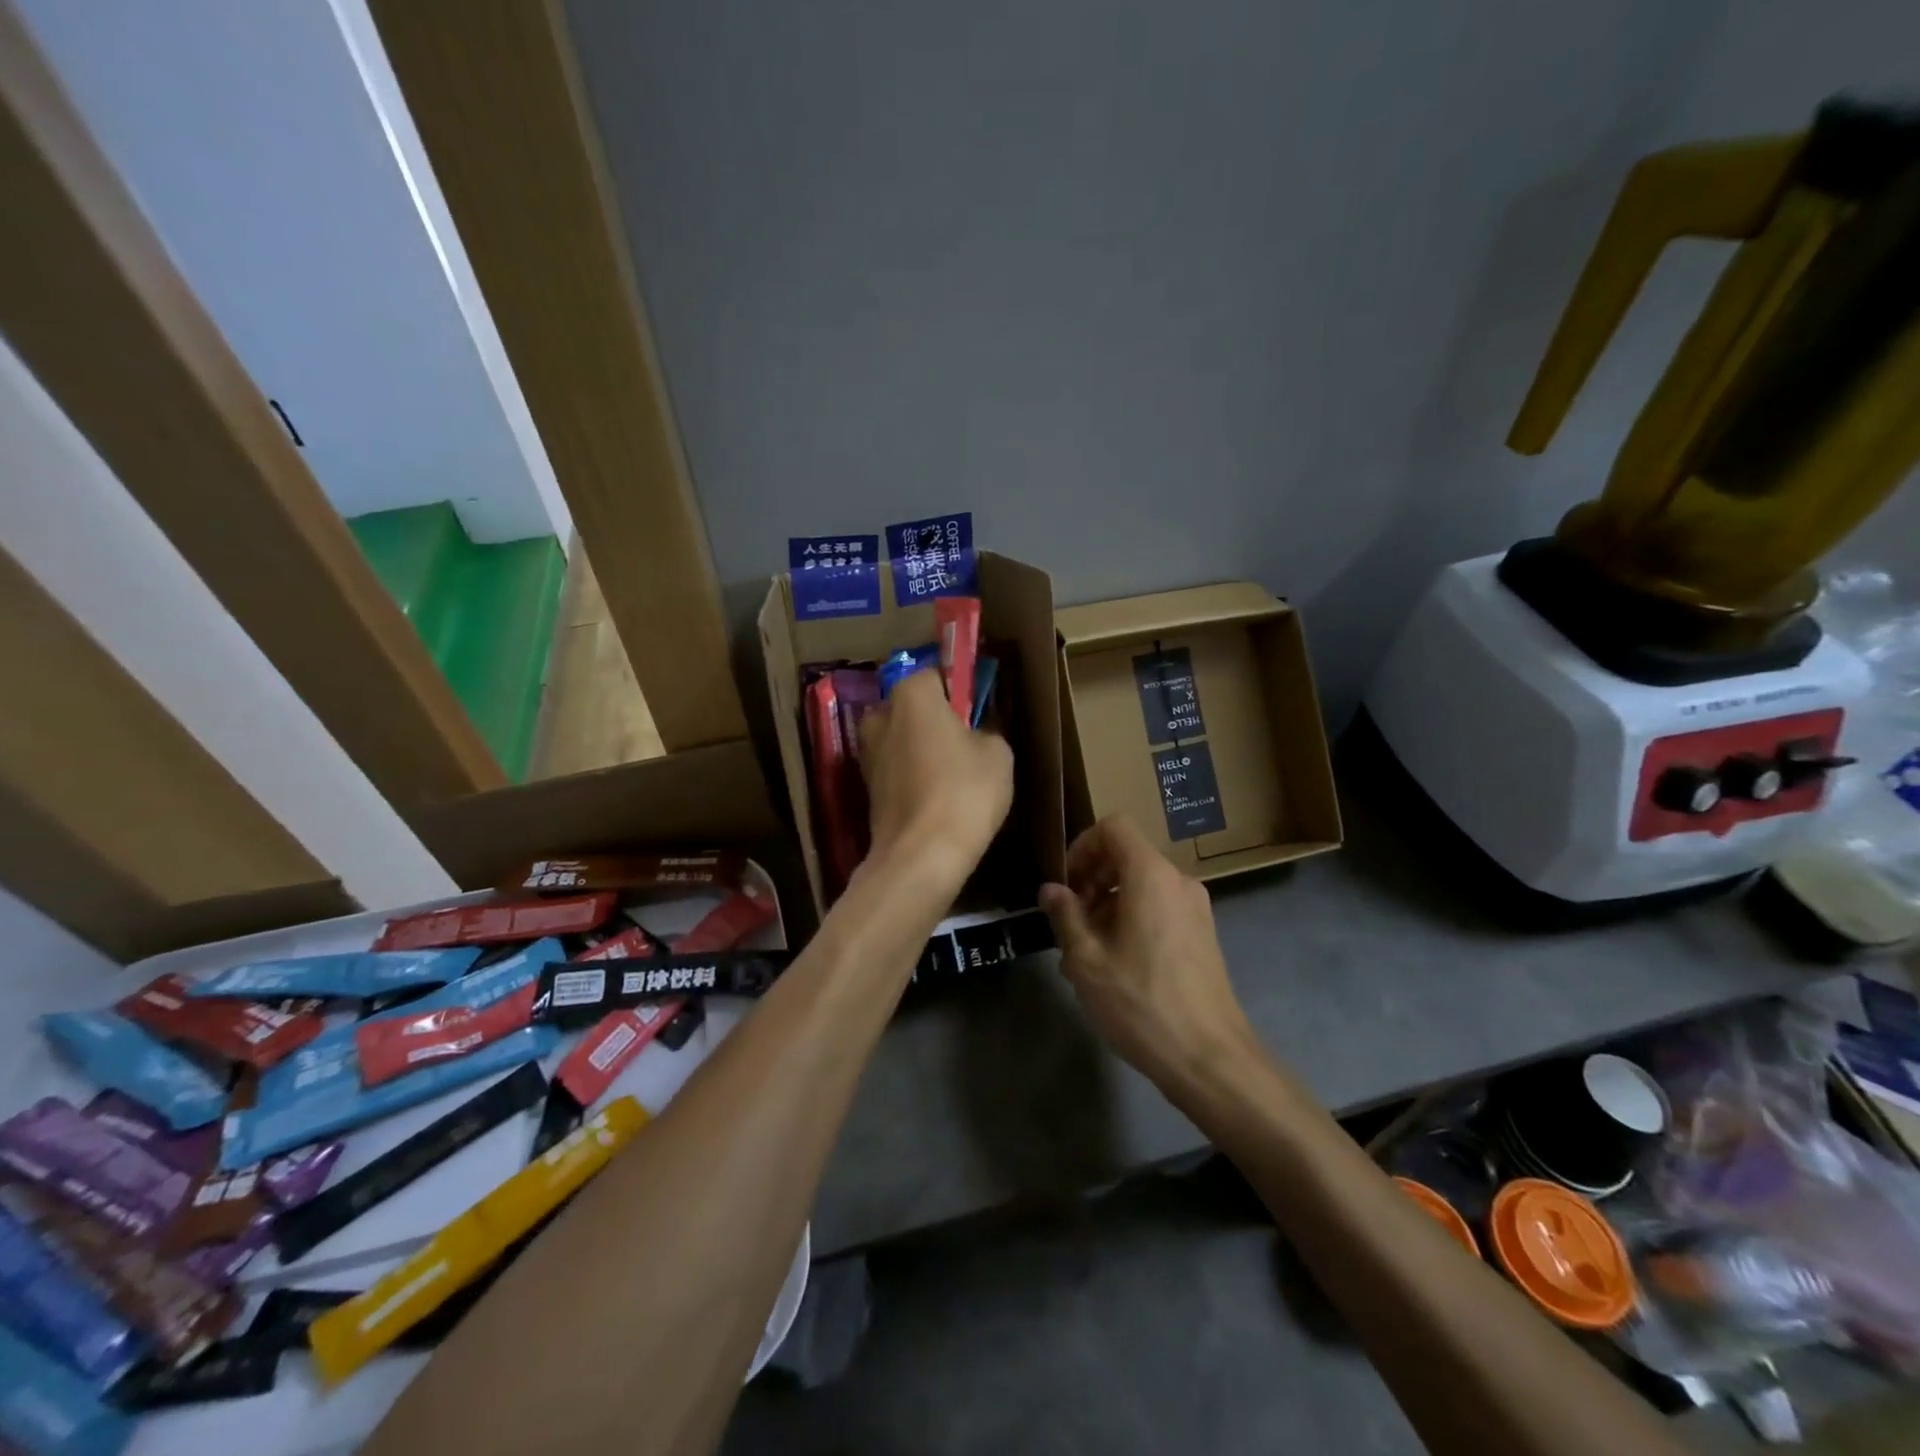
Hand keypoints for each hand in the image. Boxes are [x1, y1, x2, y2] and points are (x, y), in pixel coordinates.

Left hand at [859, 668, 1013, 891]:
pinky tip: (935, 794)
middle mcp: (880, 714)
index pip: (938, 675)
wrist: (921, 856)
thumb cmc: (964, 792)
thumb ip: (987, 728)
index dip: (961, 690)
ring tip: (953, 773)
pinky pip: (896, 766)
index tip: (980, 711)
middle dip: (937, 718)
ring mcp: (867, 751)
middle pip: (914, 706)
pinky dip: (912, 773)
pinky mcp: (865, 785)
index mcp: (911, 693)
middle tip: (968, 742)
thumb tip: (977, 730)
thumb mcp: (998, 752)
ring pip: (903, 738)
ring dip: (922, 747)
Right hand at [1040, 815, 1256, 1095]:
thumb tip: (1051, 889)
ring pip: (1141, 886)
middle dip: (1091, 880)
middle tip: (1069, 922)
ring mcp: (1195, 909)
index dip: (1083, 845)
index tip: (1066, 884)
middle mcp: (1178, 881)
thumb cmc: (1142, 1003)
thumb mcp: (1087, 960)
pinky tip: (1113, 967)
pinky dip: (1131, 921)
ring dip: (1107, 906)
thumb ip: (1065, 915)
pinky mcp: (1202, 935)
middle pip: (1127, 856)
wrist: (1210, 1059)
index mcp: (1151, 876)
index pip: (1115, 827)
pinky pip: (1159, 909)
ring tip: (1083, 954)